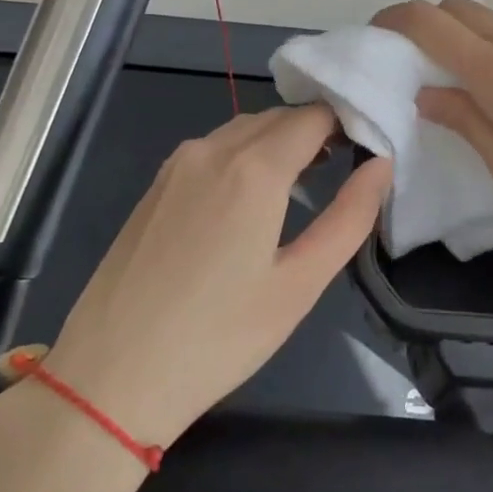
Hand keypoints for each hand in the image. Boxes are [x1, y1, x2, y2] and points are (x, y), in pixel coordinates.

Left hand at [0, 106, 390, 449]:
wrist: (110, 375)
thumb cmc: (218, 337)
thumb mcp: (300, 284)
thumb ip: (349, 217)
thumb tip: (382, 165)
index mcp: (253, 168)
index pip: (313, 116)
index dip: (347, 121)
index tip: (370, 144)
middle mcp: (212, 149)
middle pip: (277, 117)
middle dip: (315, 130)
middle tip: (344, 164)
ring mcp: (176, 165)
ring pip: (242, 130)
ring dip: (278, 141)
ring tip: (305, 180)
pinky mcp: (155, 186)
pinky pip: (212, 150)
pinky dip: (244, 155)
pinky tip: (251, 198)